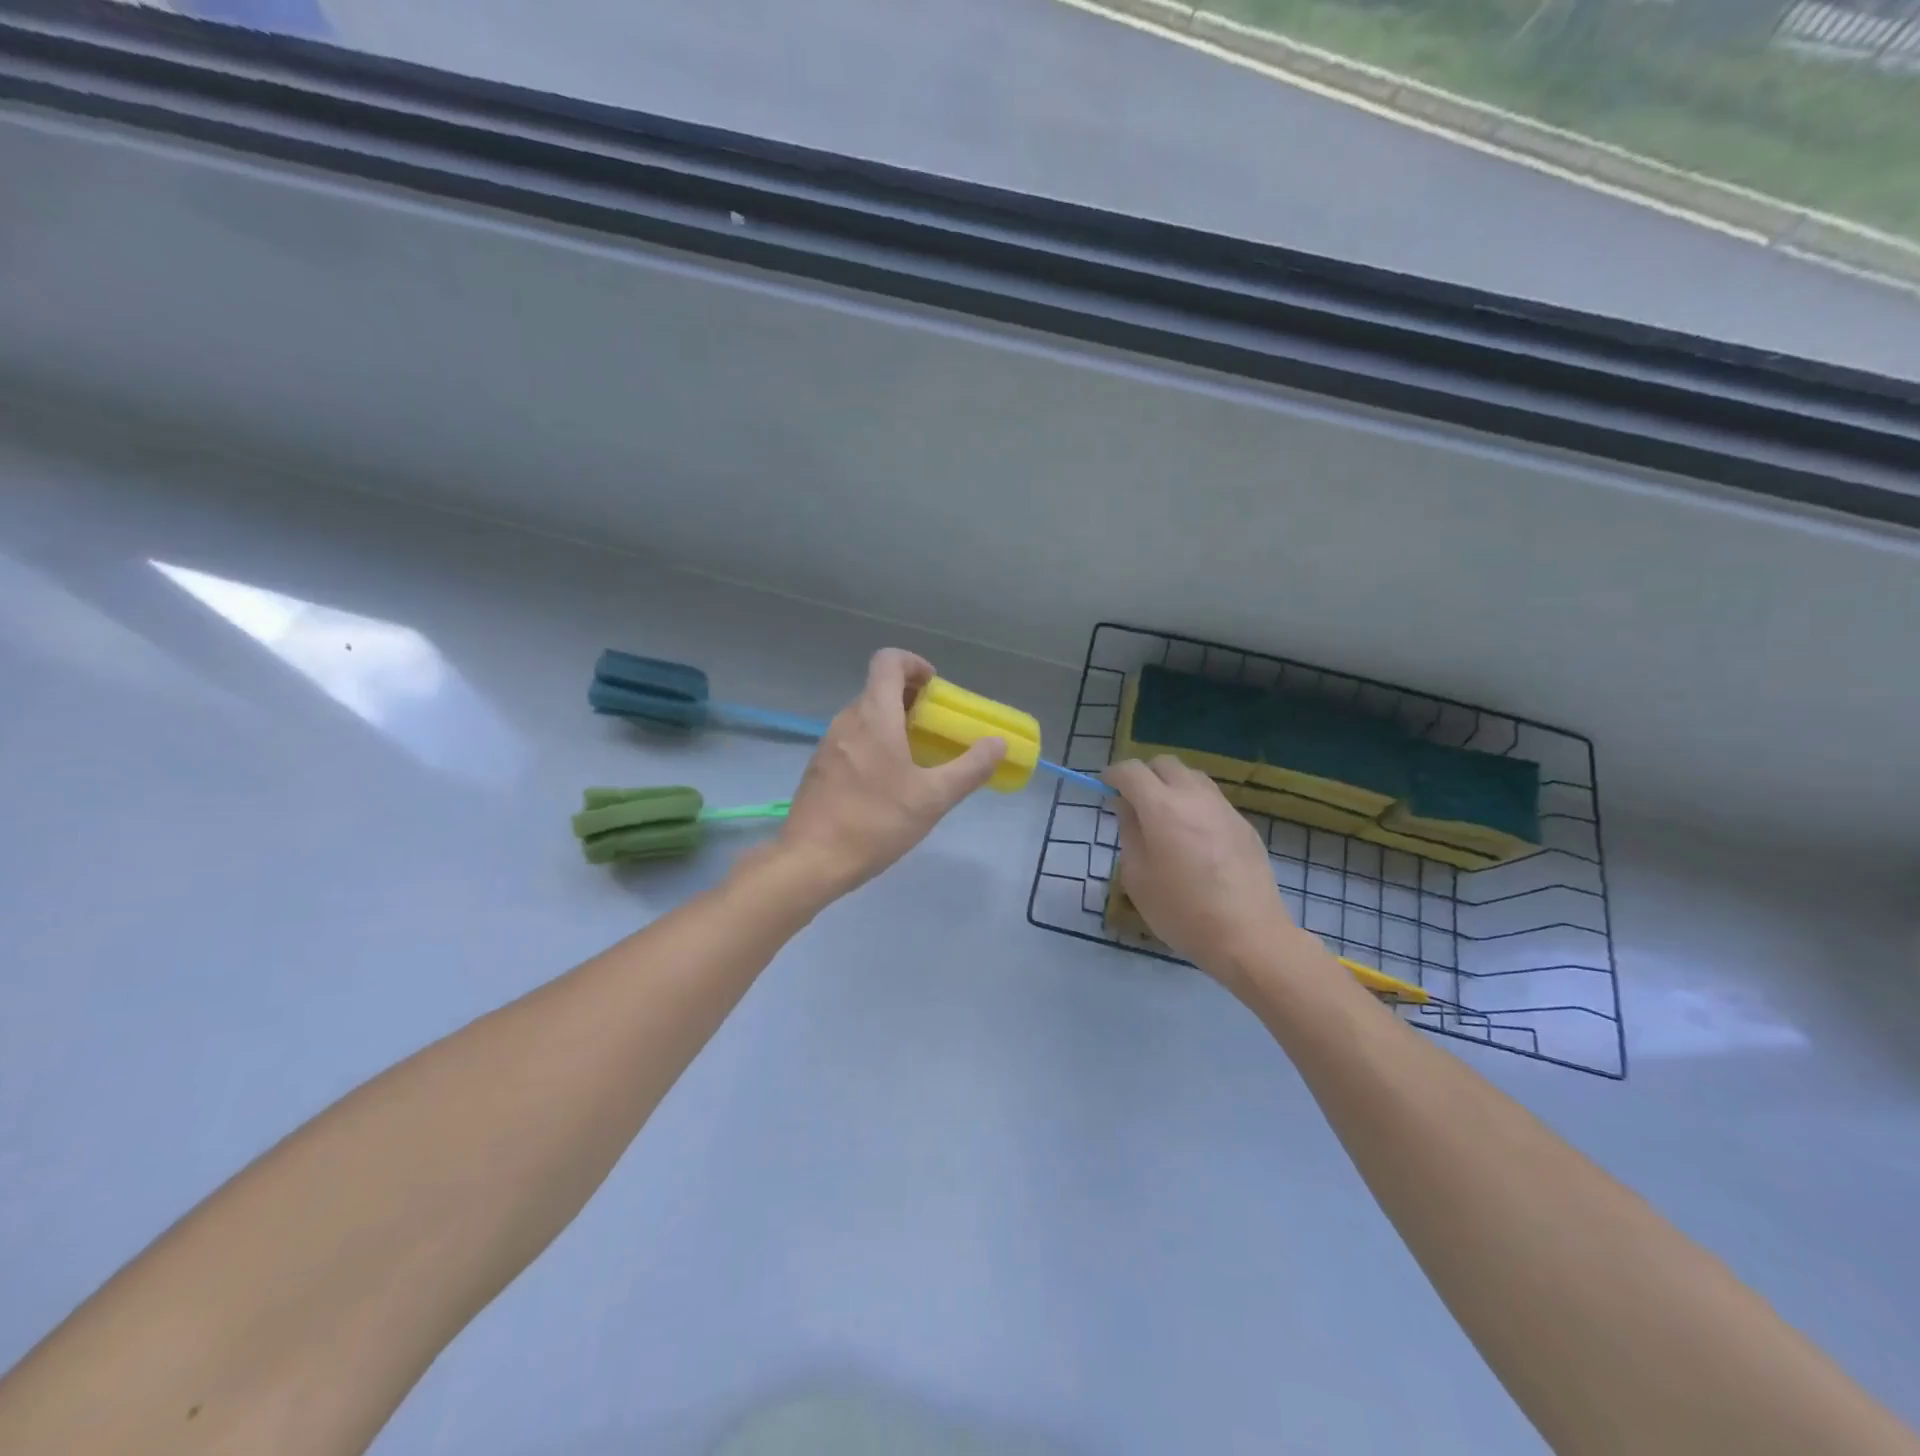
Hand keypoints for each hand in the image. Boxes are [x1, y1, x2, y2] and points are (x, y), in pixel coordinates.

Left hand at [769, 649, 1004, 899]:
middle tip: (936, 729)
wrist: (811, 860)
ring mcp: (828, 743)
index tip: (935, 689)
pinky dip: (875, 744)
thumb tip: (997, 743)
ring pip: (865, 716)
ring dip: (893, 723)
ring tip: (917, 758)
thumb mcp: (933, 798)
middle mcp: (847, 720)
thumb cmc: (875, 822)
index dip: (914, 664)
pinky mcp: (819, 767)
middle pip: (879, 688)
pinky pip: (852, 739)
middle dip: (912, 700)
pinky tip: (888, 783)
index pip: (888, 660)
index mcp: (874, 715)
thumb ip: (970, 768)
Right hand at [1105, 756, 1304, 994]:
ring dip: (1171, 786)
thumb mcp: (1137, 876)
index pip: (1131, 771)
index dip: (1113, 775)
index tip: (1105, 789)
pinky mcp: (1244, 825)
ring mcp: (1224, 808)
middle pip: (1165, 764)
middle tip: (1134, 802)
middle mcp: (1194, 797)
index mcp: (1162, 808)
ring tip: (1164, 817)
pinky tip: (1193, 837)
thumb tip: (1127, 807)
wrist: (1248, 935)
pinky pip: (1212, 800)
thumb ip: (1129, 832)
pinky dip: (1194, 804)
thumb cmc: (1181, 911)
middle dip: (1144, 775)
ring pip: (1192, 777)